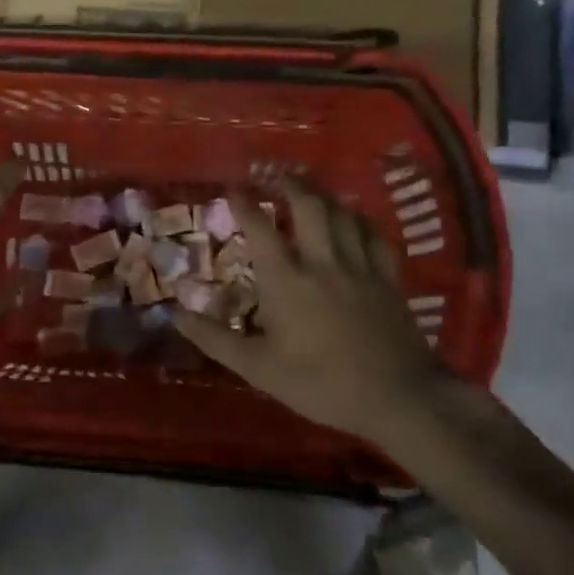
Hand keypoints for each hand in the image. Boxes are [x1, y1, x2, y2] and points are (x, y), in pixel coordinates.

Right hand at [174, 179, 446, 446]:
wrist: (398, 399)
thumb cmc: (320, 384)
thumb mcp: (258, 368)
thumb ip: (215, 339)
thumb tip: (175, 316)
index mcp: (287, 282)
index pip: (260, 229)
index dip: (244, 205)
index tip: (233, 189)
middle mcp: (323, 263)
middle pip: (308, 207)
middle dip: (290, 185)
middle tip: (275, 175)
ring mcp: (360, 268)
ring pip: (343, 215)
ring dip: (323, 196)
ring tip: (310, 187)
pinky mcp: (389, 279)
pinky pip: (375, 236)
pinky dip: (360, 220)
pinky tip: (354, 218)